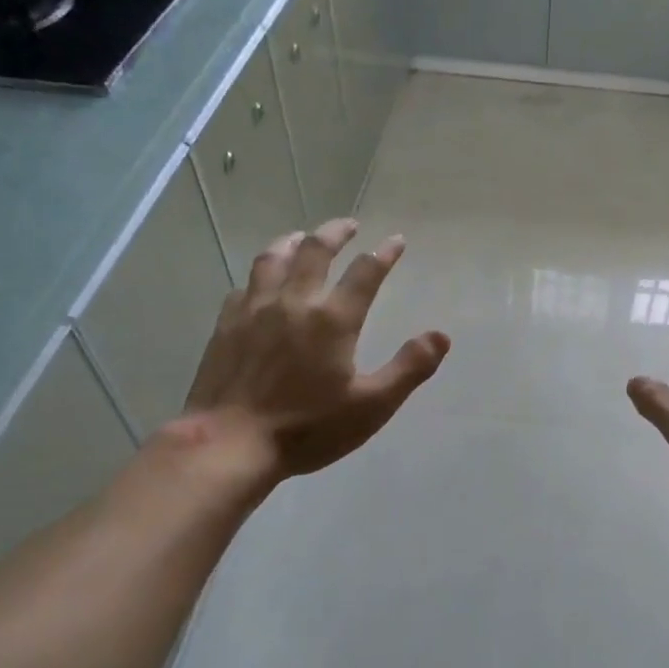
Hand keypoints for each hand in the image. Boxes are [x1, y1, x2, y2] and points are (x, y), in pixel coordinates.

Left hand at [168, 217, 449, 482]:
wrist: (230, 443)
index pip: (365, 272)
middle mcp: (294, 302)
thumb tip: (442, 336)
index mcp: (333, 319)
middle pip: (315, 250)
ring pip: (273, 257)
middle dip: (336, 232)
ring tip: (302, 237)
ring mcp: (255, 309)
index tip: (396, 240)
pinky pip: (245, 284)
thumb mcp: (371, 406)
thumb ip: (409, 368)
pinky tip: (262, 281)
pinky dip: (261, 273)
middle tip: (349, 225)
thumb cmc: (307, 428)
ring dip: (293, 241)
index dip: (384, 253)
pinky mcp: (227, 324)